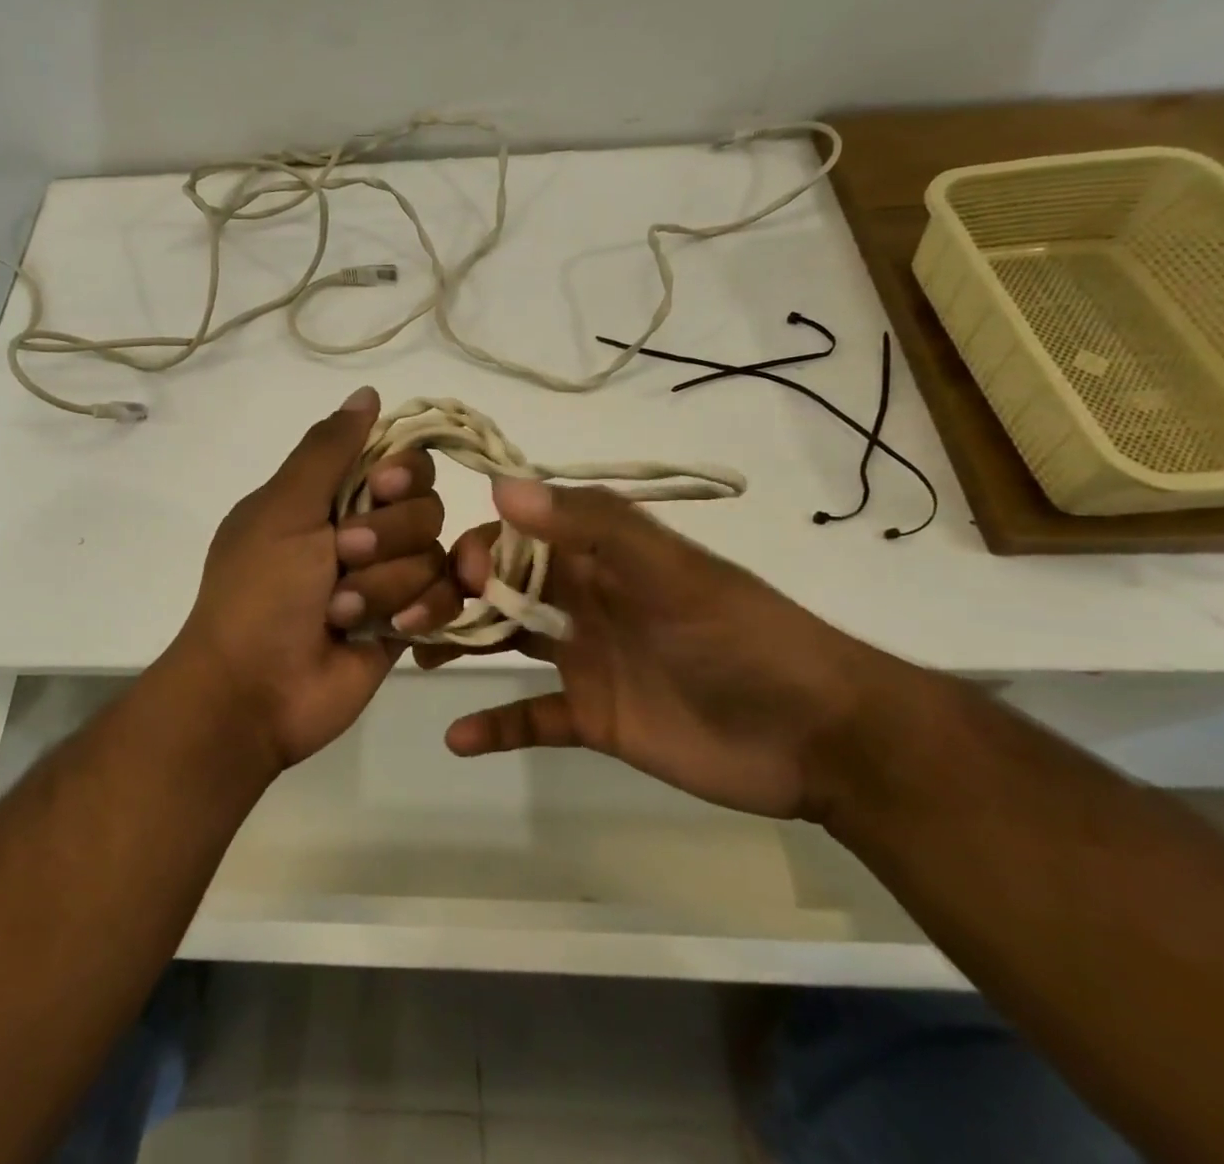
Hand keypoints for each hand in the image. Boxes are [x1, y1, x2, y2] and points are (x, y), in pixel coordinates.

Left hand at [166, 387, 463, 770]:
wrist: (254, 690)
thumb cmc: (259, 591)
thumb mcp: (283, 509)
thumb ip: (328, 449)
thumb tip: (367, 393)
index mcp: (330, 496)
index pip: (398, 459)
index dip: (401, 472)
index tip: (379, 488)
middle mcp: (365, 530)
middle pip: (425, 504)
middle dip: (386, 535)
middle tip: (342, 558)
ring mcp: (388, 578)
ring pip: (434, 554)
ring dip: (387, 584)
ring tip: (341, 612)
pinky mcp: (408, 622)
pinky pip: (447, 599)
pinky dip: (423, 610)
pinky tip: (394, 629)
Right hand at [423, 479, 888, 820]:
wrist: (818, 735)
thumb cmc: (739, 637)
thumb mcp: (669, 570)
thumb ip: (591, 525)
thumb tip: (500, 488)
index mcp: (597, 556)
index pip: (516, 538)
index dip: (475, 549)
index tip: (451, 575)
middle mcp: (581, 600)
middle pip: (498, 588)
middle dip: (451, 595)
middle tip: (406, 619)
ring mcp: (584, 659)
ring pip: (504, 642)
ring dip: (458, 645)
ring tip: (411, 655)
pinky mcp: (592, 717)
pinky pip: (530, 716)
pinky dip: (495, 725)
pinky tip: (456, 736)